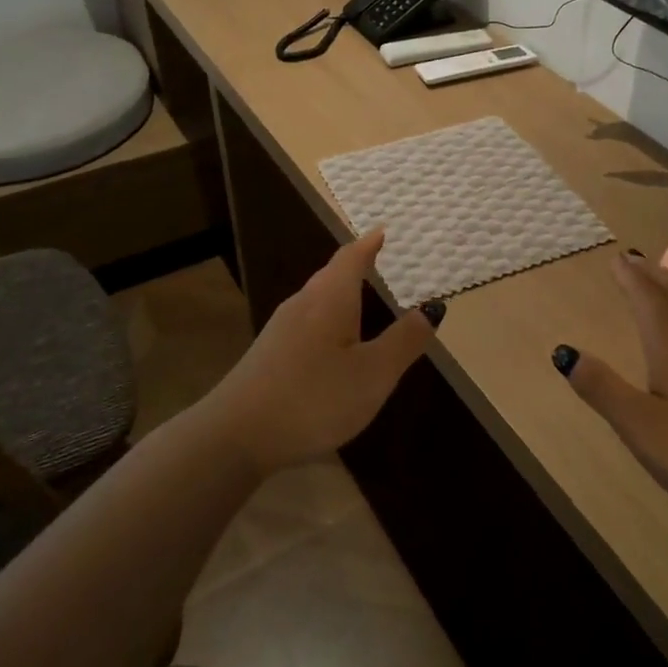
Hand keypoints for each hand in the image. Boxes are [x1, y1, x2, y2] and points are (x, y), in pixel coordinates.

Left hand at [201, 228, 435, 477]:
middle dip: (354, 266)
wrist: (235, 435)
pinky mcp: (268, 354)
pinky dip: (327, 319)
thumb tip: (432, 308)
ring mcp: (280, 329)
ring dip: (340, 293)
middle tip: (376, 259)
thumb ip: (404, 341)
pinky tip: (332, 343)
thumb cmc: (314, 398)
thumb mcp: (373, 374)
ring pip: (316, 299)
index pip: (351, 258)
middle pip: (330, 275)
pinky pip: (306, 322)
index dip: (368, 244)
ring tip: (360, 298)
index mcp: (330, 300)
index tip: (381, 231)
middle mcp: (303, 304)